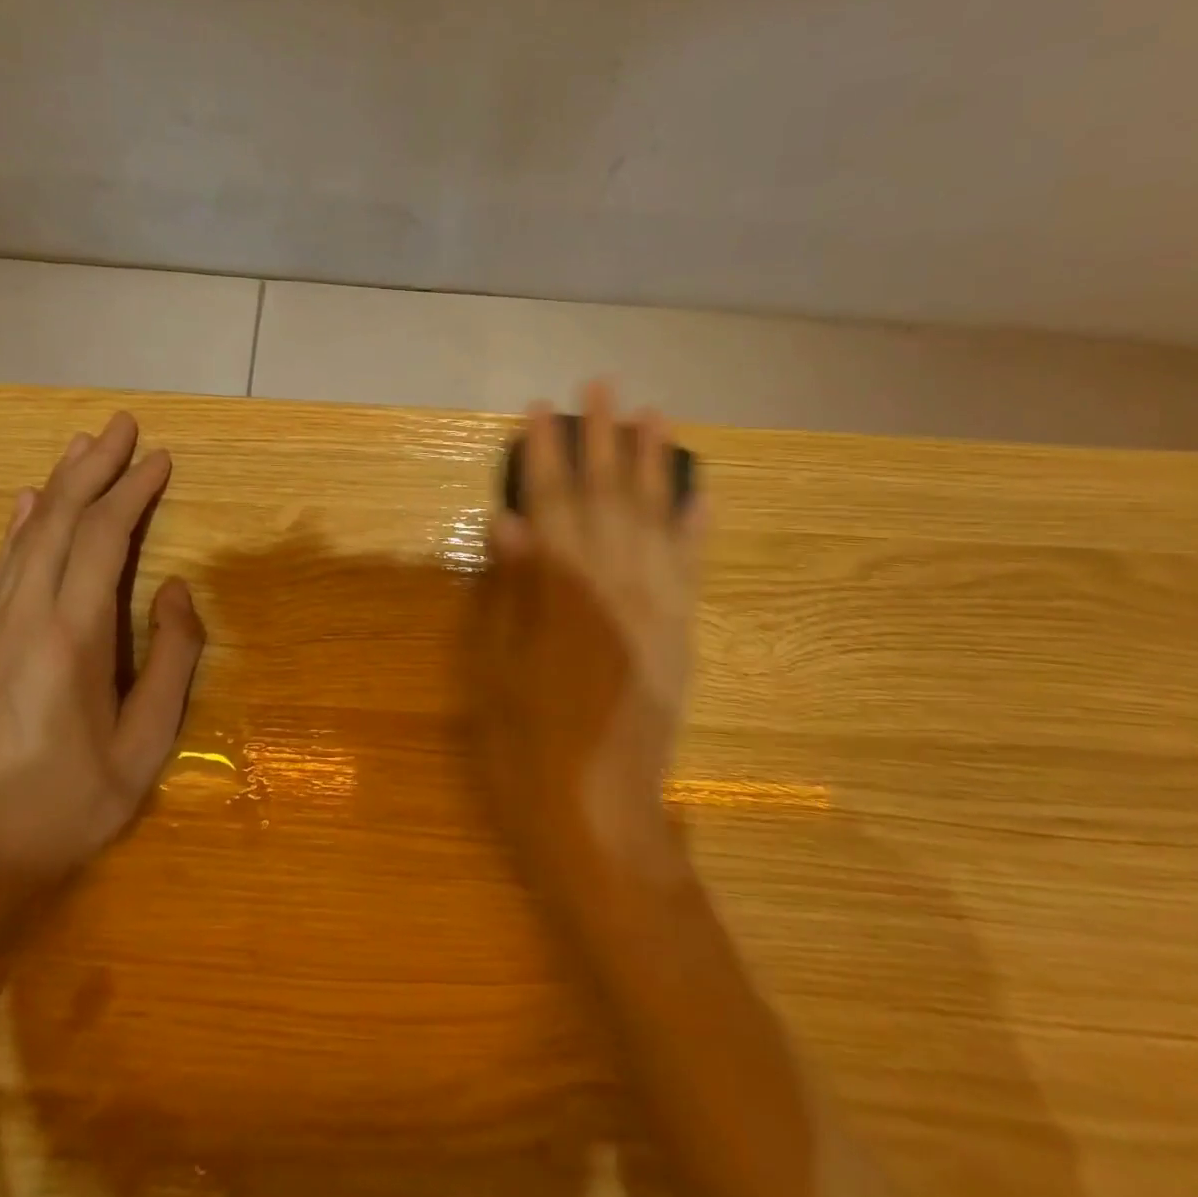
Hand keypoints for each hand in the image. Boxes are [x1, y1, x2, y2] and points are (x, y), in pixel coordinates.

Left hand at [0, 412, 205, 908]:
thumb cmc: (75, 801)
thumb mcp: (148, 740)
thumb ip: (171, 658)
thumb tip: (176, 589)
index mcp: (71, 636)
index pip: (104, 539)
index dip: (133, 492)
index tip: (161, 459)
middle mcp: (21, 616)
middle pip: (58, 521)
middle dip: (93, 468)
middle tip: (121, 426)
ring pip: (24, 538)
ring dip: (56, 487)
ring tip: (82, 448)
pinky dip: (20, 528)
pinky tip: (28, 506)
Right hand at [474, 383, 705, 888]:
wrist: (599, 811)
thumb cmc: (526, 743)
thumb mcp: (495, 667)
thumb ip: (511, 589)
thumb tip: (509, 520)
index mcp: (563, 592)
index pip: (550, 503)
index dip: (543, 453)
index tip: (539, 409)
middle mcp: (617, 585)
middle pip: (608, 495)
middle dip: (603, 437)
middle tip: (602, 385)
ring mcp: (658, 606)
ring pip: (657, 518)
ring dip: (655, 463)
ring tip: (655, 414)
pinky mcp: (682, 631)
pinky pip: (694, 567)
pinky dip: (698, 526)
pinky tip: (702, 491)